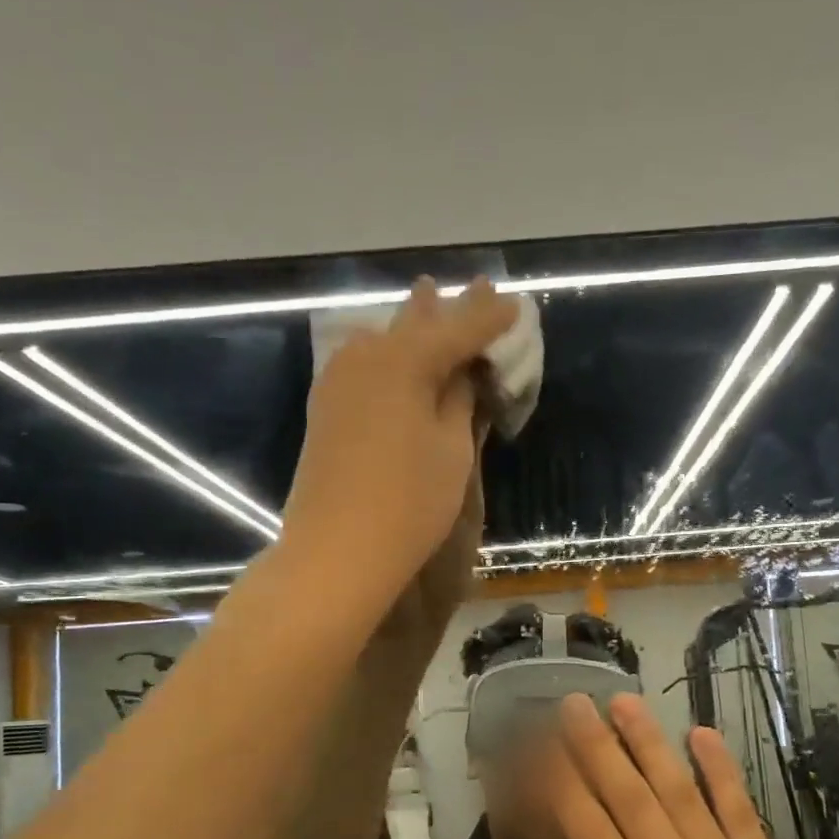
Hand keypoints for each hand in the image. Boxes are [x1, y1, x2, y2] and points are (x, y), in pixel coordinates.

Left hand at [283, 277, 514, 609]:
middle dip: (448, 309)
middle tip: (477, 287)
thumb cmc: (408, 503)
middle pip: (416, 325)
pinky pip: (364, 363)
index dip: (489, 318)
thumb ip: (458, 401)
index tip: (513, 305)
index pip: (458, 329)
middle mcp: (366, 356)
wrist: (335, 550)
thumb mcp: (451, 451)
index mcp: (405, 360)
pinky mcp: (326, 408)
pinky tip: (393, 349)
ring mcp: (338, 381)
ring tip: (430, 300)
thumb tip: (461, 373)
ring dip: (412, 325)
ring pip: (384, 340)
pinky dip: (388, 353)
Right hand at [539, 693, 838, 838]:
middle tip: (574, 702)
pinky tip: (701, 733)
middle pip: (631, 801)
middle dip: (597, 747)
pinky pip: (741, 811)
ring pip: (681, 794)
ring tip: (623, 702)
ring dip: (649, 744)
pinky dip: (721, 770)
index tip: (540, 746)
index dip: (562, 785)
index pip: (591, 834)